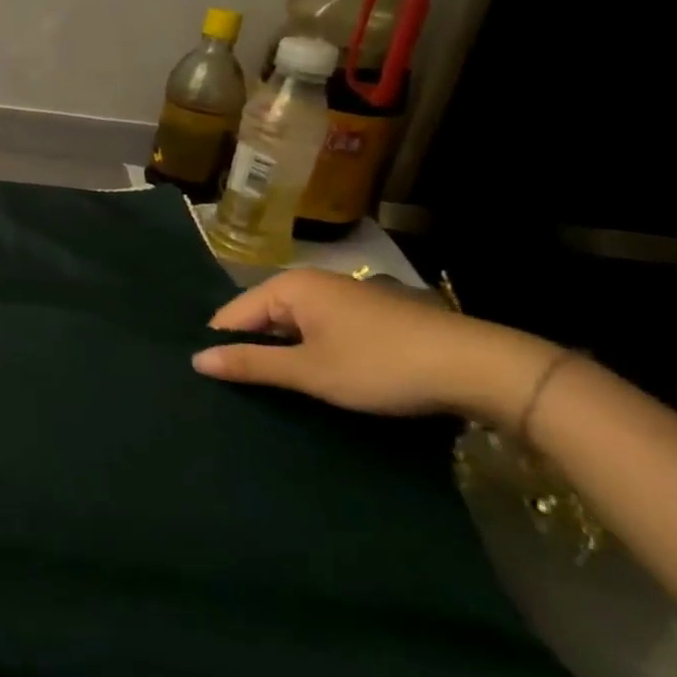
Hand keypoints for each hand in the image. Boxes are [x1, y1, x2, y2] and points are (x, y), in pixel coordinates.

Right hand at [191, 268, 555, 423]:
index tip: (212, 383)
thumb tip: (196, 360)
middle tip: (239, 393)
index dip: (221, 347)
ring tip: (273, 391)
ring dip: (283, 355)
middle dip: (251, 351)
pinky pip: (320, 331)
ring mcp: (343, 297)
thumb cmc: (382, 365)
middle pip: (261, 318)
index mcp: (289, 286)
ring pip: (293, 327)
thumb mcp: (310, 371)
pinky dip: (311, 353)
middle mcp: (312, 282)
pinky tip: (315, 380)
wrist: (479, 367)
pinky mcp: (369, 316)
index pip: (231, 315)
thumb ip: (251, 364)